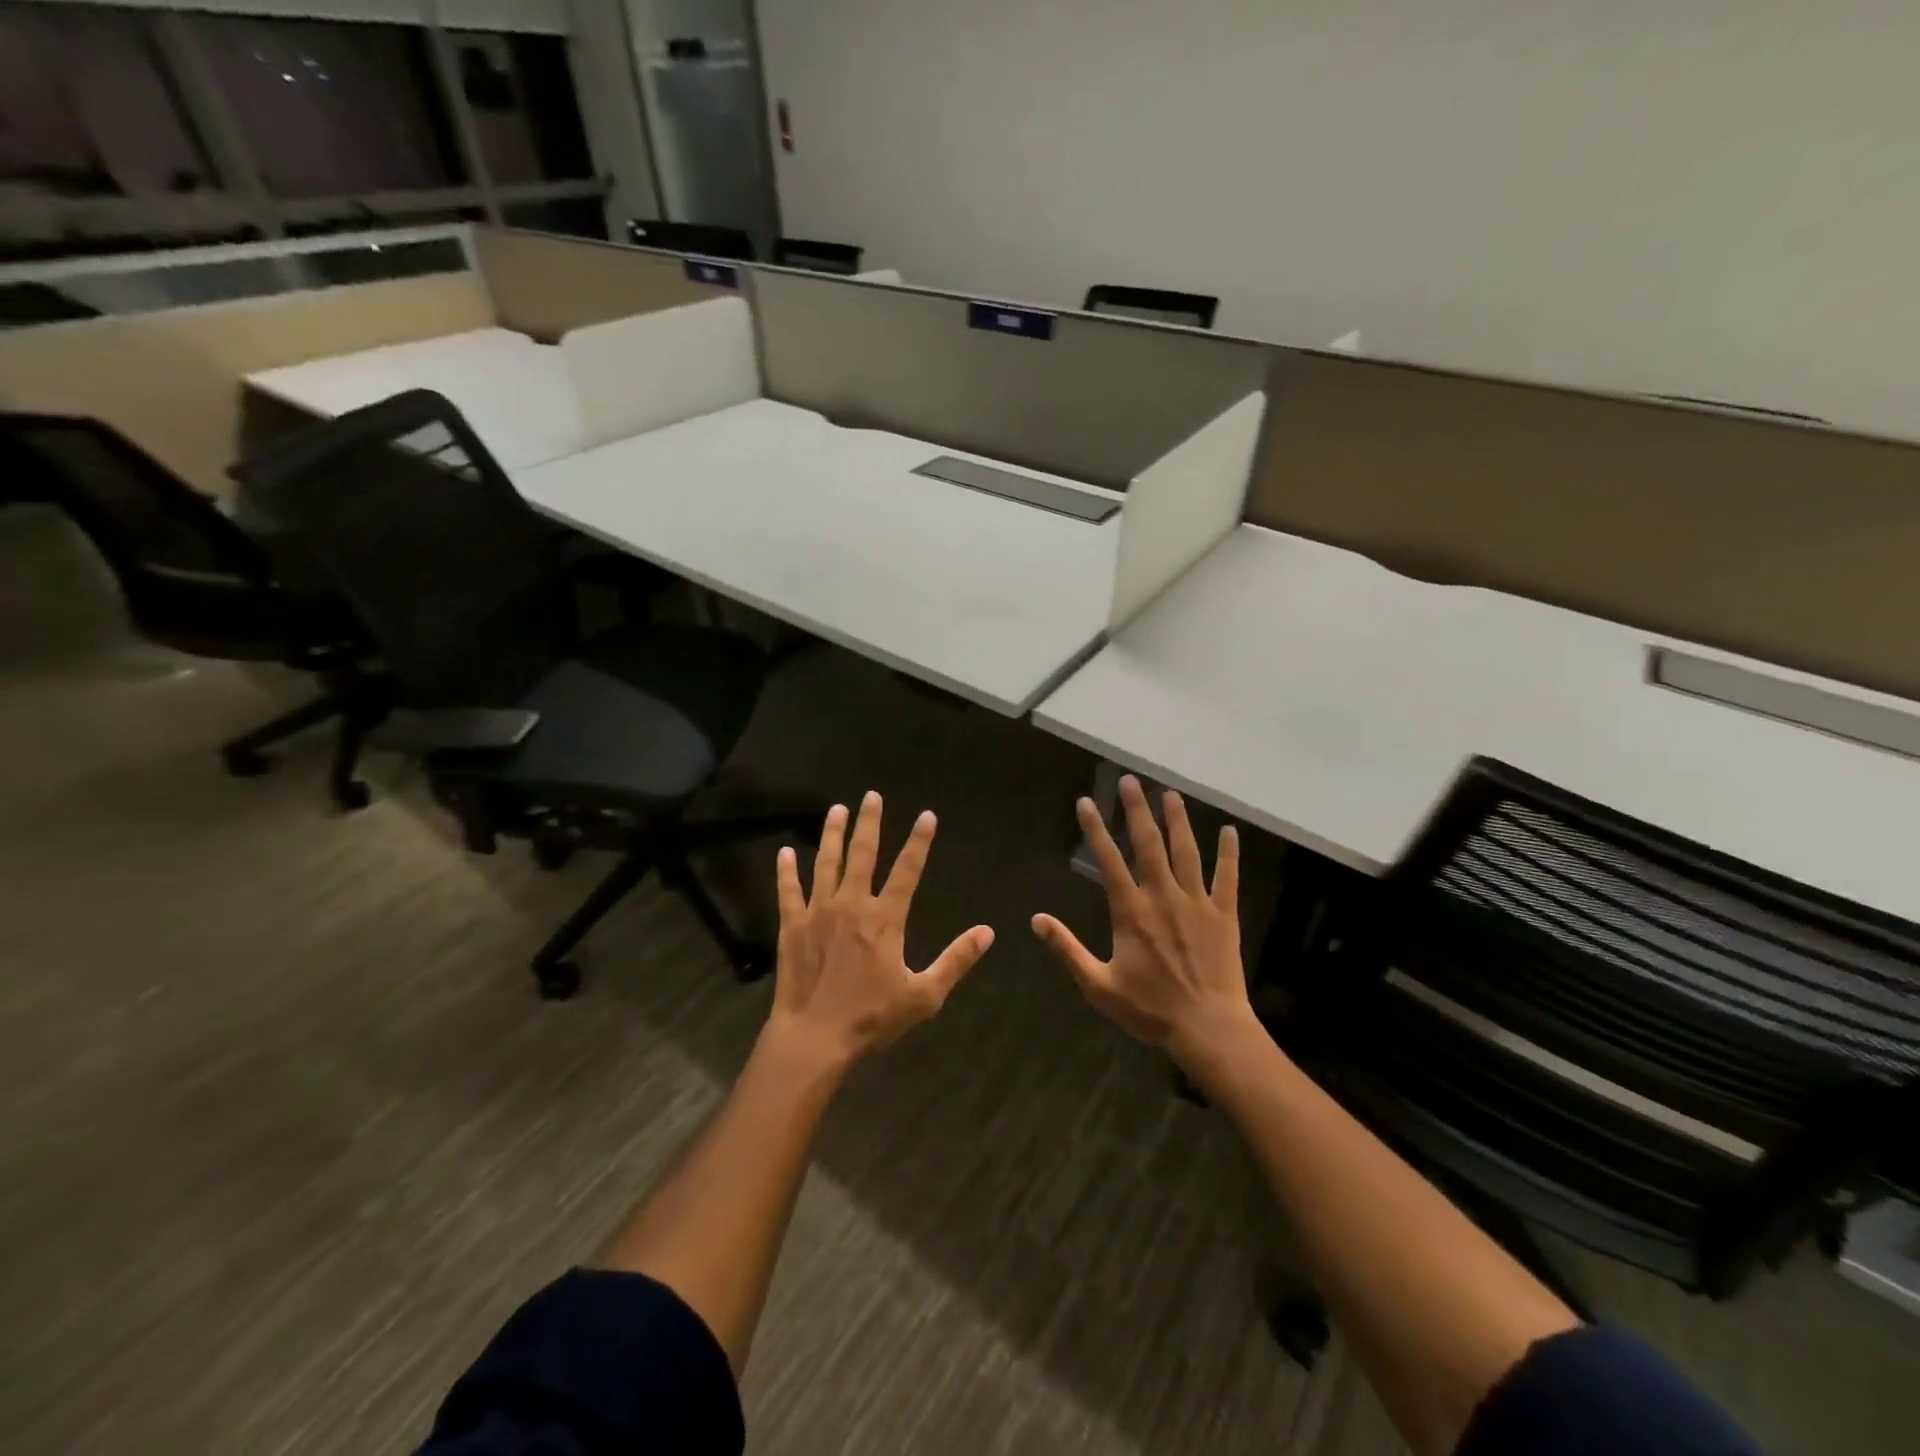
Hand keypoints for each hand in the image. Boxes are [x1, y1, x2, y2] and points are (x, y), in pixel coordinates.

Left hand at [767, 792, 994, 1071]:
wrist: (815, 1038)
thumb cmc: (872, 1018)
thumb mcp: (924, 994)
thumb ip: (956, 960)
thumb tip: (987, 932)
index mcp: (885, 919)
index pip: (907, 870)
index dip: (919, 842)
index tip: (927, 816)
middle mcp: (851, 905)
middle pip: (862, 854)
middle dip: (869, 823)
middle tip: (871, 796)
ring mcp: (818, 912)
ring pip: (826, 863)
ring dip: (832, 834)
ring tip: (836, 810)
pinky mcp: (792, 926)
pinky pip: (789, 891)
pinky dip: (786, 871)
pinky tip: (785, 852)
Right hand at [1033, 776, 1251, 1063]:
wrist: (1208, 1029)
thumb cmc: (1150, 1009)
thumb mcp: (1098, 985)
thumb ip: (1067, 949)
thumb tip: (1037, 920)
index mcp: (1131, 911)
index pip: (1108, 860)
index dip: (1095, 829)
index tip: (1086, 801)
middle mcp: (1163, 897)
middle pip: (1149, 844)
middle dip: (1138, 810)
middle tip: (1131, 781)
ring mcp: (1197, 903)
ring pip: (1187, 852)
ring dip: (1178, 821)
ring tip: (1171, 795)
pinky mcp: (1224, 915)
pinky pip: (1228, 877)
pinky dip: (1229, 853)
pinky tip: (1230, 831)